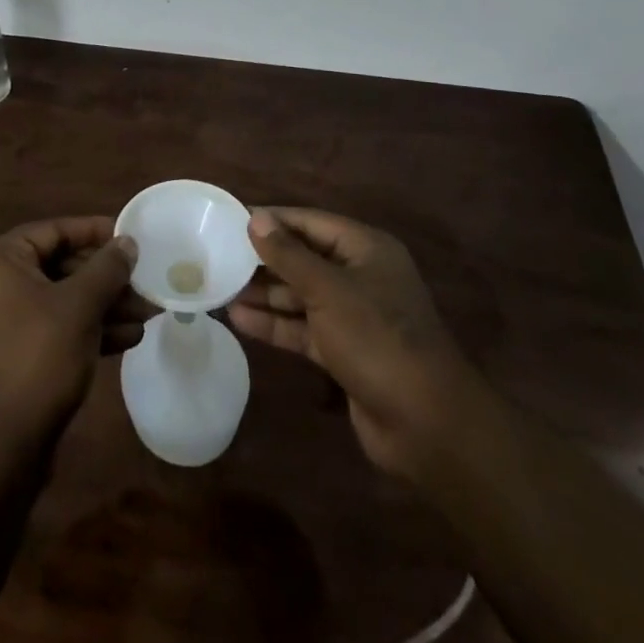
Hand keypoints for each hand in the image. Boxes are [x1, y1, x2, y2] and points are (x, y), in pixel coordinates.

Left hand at [0, 217, 146, 443]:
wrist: (0, 447)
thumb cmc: (38, 358)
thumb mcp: (80, 306)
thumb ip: (107, 268)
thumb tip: (127, 242)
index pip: (53, 231)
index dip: (94, 231)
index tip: (130, 237)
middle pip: (61, 267)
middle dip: (107, 278)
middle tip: (145, 282)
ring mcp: (4, 324)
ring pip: (63, 301)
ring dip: (105, 306)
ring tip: (148, 313)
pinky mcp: (16, 357)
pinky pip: (56, 330)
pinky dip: (89, 330)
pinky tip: (129, 338)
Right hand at [230, 208, 476, 481]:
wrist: (425, 424)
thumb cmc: (377, 338)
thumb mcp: (328, 290)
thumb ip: (288, 255)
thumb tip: (255, 218)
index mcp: (365, 249)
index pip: (310, 222)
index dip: (272, 220)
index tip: (231, 219)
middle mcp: (360, 276)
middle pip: (304, 258)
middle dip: (264, 259)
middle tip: (218, 255)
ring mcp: (353, 316)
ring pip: (301, 295)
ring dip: (265, 293)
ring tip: (220, 288)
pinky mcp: (344, 351)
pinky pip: (303, 328)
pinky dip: (275, 324)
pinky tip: (239, 320)